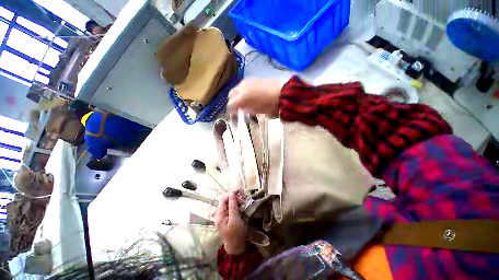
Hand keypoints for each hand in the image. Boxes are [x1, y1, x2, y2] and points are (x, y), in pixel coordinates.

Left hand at [215, 193, 246, 254]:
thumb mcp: (235, 220)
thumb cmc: (236, 234)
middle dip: (234, 196)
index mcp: (219, 215)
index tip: (240, 190)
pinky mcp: (228, 217)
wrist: (237, 247)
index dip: (231, 193)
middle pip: (226, 200)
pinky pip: (232, 207)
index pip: (223, 199)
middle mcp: (220, 214)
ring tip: (243, 200)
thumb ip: (232, 206)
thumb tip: (232, 193)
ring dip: (236, 200)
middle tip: (243, 197)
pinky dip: (237, 204)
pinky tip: (242, 205)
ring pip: (229, 203)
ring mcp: (224, 215)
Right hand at [227, 79, 281, 114]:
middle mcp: (241, 88)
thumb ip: (246, 110)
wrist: (283, 92)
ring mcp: (246, 82)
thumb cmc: (270, 104)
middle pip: (231, 95)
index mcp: (242, 97)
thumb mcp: (257, 110)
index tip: (233, 114)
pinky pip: (242, 85)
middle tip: (237, 108)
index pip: (230, 104)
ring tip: (243, 101)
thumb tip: (240, 110)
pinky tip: (248, 95)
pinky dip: (242, 91)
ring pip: (236, 89)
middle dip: (232, 102)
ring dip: (237, 95)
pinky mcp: (252, 79)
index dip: (230, 110)